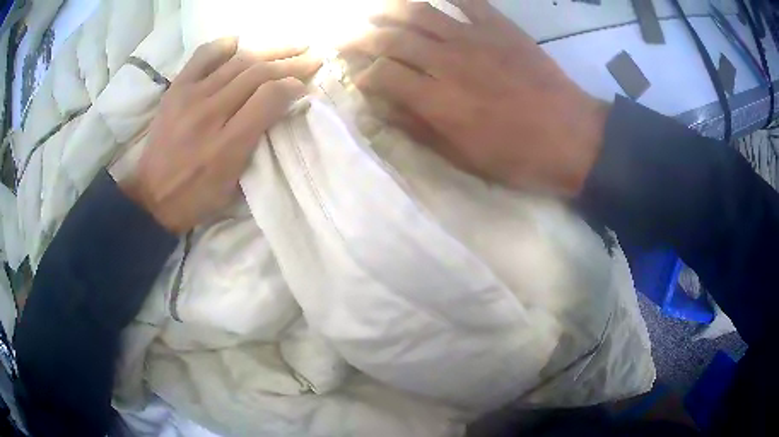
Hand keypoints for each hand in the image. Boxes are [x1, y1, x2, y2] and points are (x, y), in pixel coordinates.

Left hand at [121, 38, 320, 233]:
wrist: (152, 197)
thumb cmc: (197, 196)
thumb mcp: (233, 183)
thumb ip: (257, 143)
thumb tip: (281, 107)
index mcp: (228, 144)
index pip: (269, 98)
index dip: (293, 86)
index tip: (305, 85)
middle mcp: (210, 113)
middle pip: (257, 73)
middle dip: (290, 62)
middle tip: (311, 56)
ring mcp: (190, 97)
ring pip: (237, 61)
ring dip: (269, 50)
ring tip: (290, 45)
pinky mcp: (176, 89)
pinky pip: (202, 56)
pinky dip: (223, 46)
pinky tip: (239, 43)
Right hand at [341, 0, 608, 195]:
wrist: (572, 137)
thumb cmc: (518, 156)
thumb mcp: (463, 157)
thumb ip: (418, 128)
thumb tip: (381, 108)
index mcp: (436, 99)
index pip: (381, 75)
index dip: (363, 75)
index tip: (358, 78)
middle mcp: (446, 61)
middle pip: (390, 38)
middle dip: (361, 37)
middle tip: (347, 38)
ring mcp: (474, 38)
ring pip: (419, 12)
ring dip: (390, 10)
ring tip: (374, 12)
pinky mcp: (500, 27)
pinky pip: (467, 0)